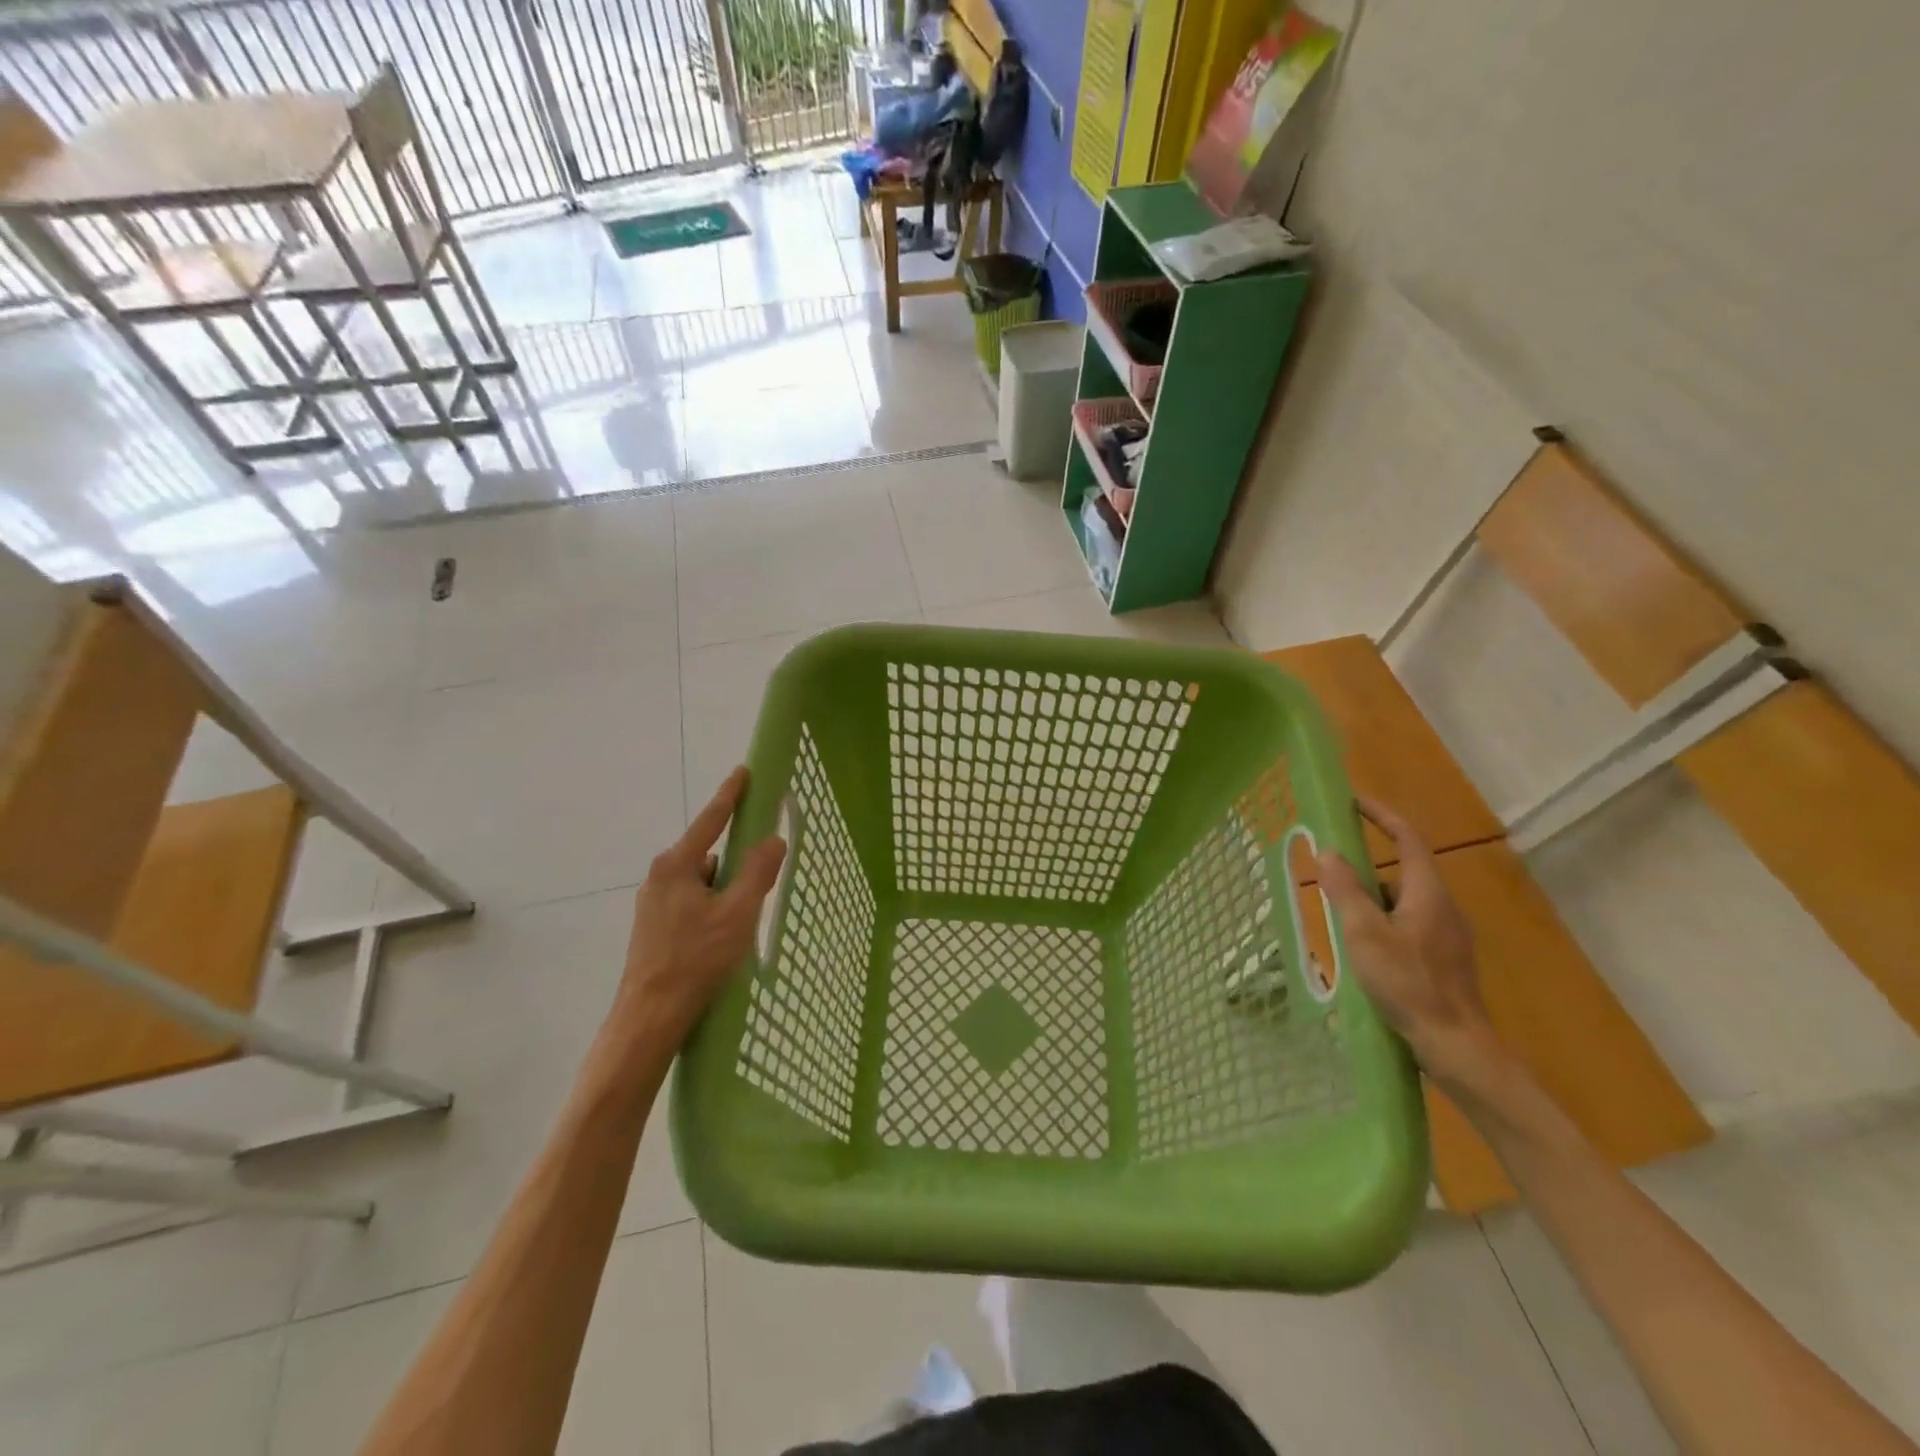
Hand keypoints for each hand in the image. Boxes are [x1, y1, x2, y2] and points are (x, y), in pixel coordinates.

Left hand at [613, 767, 786, 1045]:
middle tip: (761, 868)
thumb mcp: (738, 913)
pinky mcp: (654, 927)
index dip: (730, 795)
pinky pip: (692, 900)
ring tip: (745, 914)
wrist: (650, 1018)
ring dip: (724, 887)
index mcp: (677, 866)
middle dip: (734, 856)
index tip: (744, 771)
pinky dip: (712, 905)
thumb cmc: (696, 959)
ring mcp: (653, 903)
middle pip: (707, 851)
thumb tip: (774, 838)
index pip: (710, 820)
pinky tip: (725, 932)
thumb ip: (758, 872)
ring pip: (701, 881)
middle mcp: (660, 877)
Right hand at [1316, 797, 1505, 1092]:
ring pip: (1403, 901)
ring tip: (1339, 919)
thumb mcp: (1364, 934)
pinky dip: (1383, 923)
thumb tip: (1328, 852)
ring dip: (1371, 900)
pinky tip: (1364, 950)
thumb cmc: (1408, 984)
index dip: (1381, 816)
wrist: (1456, 1046)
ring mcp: (1448, 935)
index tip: (1353, 802)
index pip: (1407, 839)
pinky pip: (1409, 924)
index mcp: (1427, 893)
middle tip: (1330, 874)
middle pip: (1402, 871)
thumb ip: (1345, 890)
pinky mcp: (1445, 959)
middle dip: (1365, 869)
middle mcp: (1443, 907)